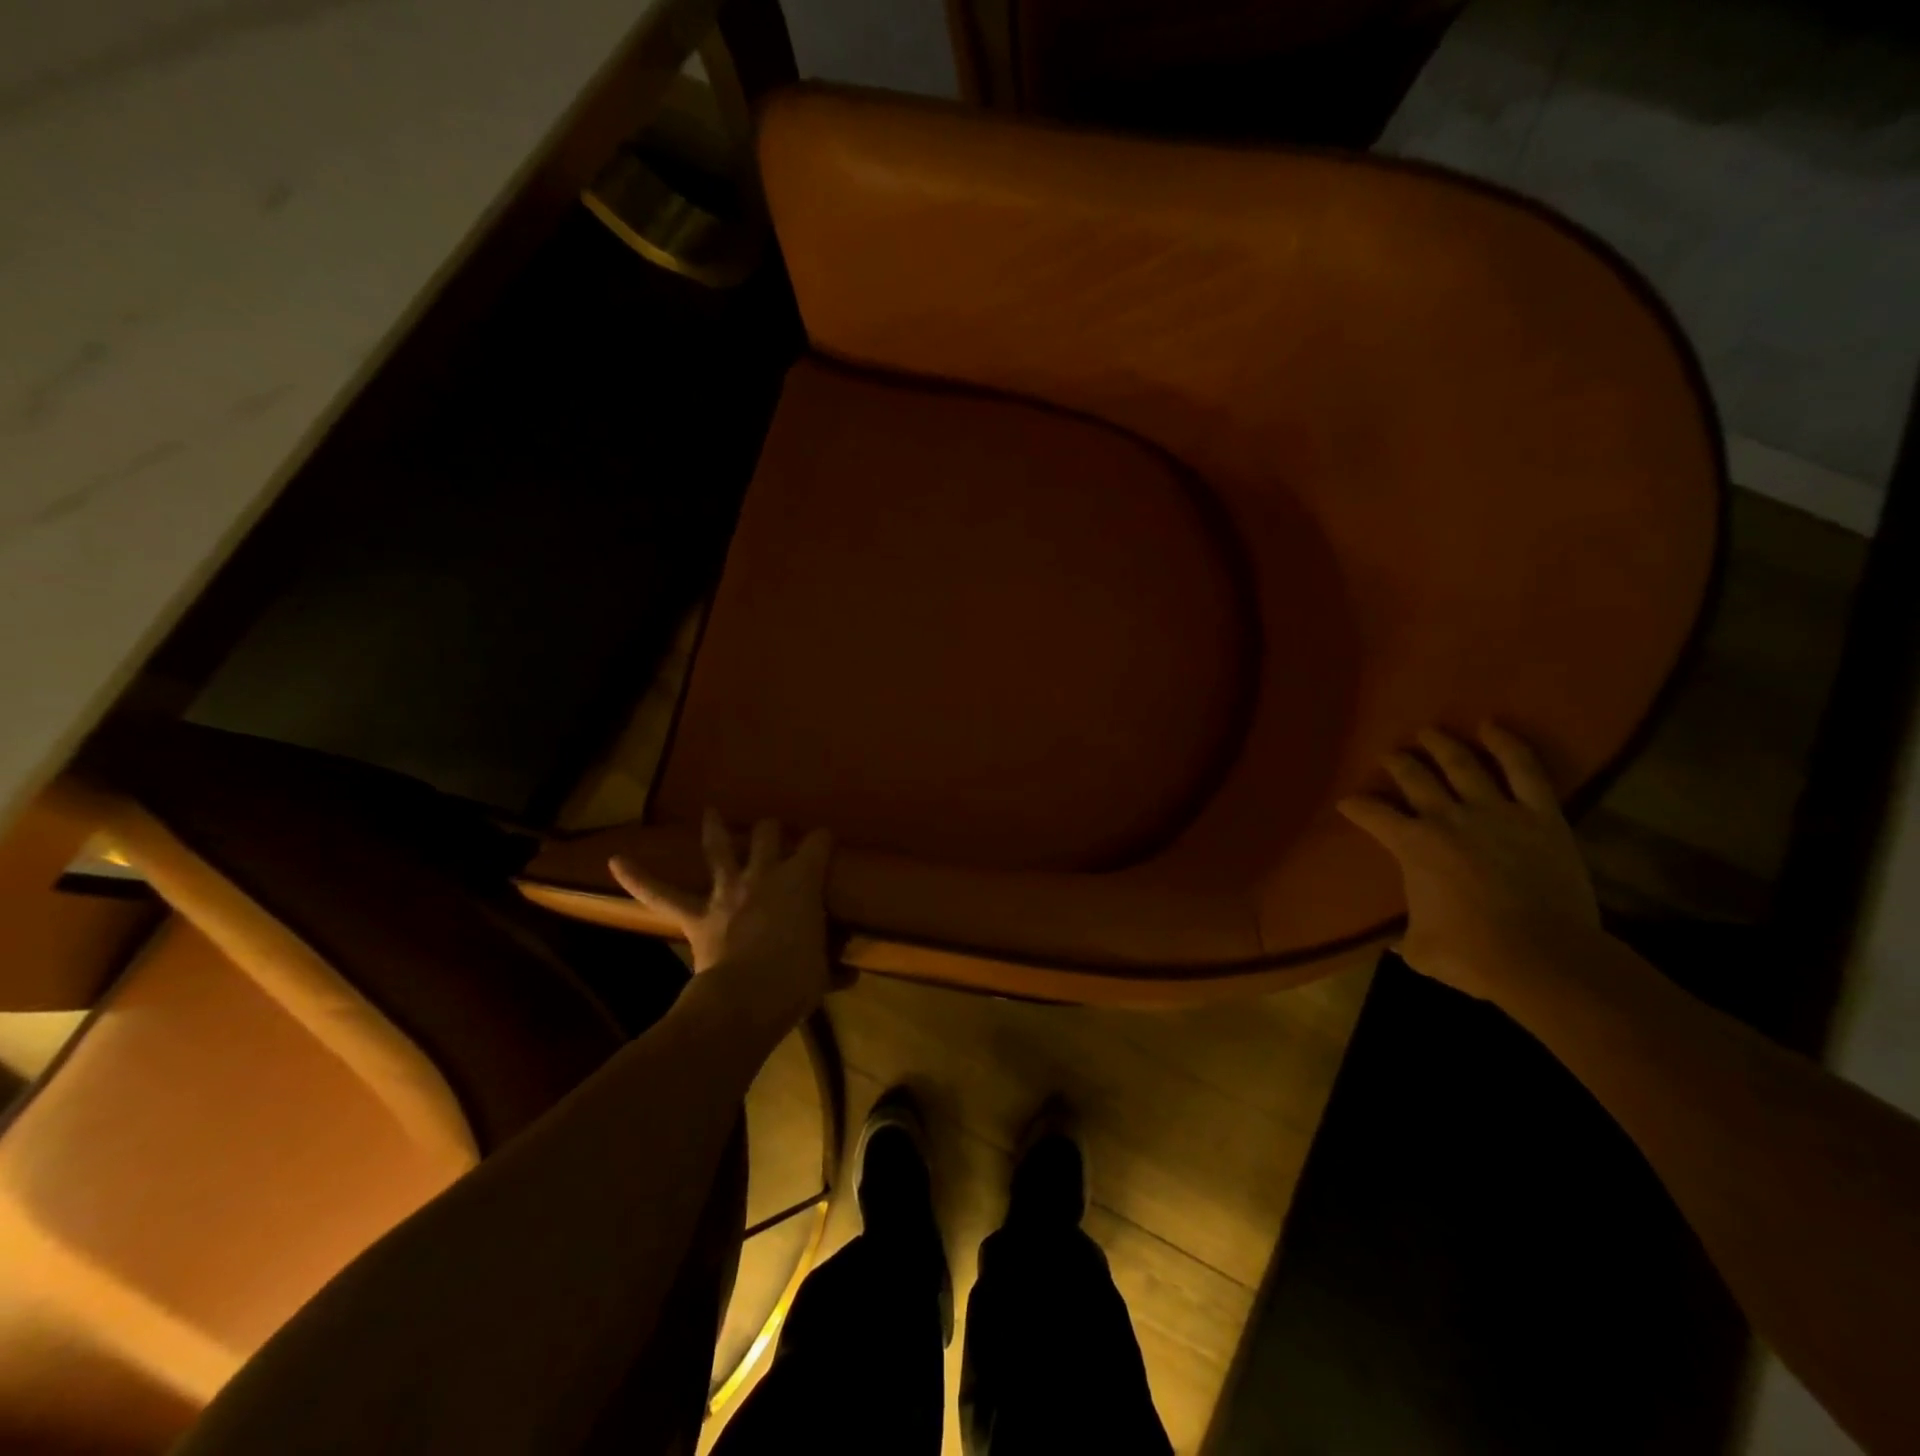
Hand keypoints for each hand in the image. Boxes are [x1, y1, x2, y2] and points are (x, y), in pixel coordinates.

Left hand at [609, 810, 836, 1033]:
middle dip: (771, 829)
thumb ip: (834, 968)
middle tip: (773, 830)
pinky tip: (616, 860)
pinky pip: (661, 894)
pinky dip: (639, 878)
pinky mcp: (697, 914)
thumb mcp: (823, 973)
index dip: (823, 839)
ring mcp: (727, 891)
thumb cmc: (796, 979)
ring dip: (715, 828)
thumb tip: (850, 975)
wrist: (747, 998)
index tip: (826, 841)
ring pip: (718, 848)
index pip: (818, 843)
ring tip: (711, 813)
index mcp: (801, 880)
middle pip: (767, 834)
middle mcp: (764, 874)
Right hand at [1337, 723, 1602, 1002]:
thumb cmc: (1471, 956)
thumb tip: (1394, 942)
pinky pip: (1524, 770)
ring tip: (1429, 732)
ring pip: (1462, 764)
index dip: (1355, 806)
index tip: (1348, 803)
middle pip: (1414, 777)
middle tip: (1391, 755)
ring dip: (1442, 745)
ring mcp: (1495, 812)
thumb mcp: (1419, 949)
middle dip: (1397, 763)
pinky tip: (1492, 727)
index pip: (1372, 814)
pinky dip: (1507, 745)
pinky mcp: (1540, 816)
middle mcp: (1446, 818)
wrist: (1544, 959)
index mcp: (1412, 845)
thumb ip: (1404, 937)